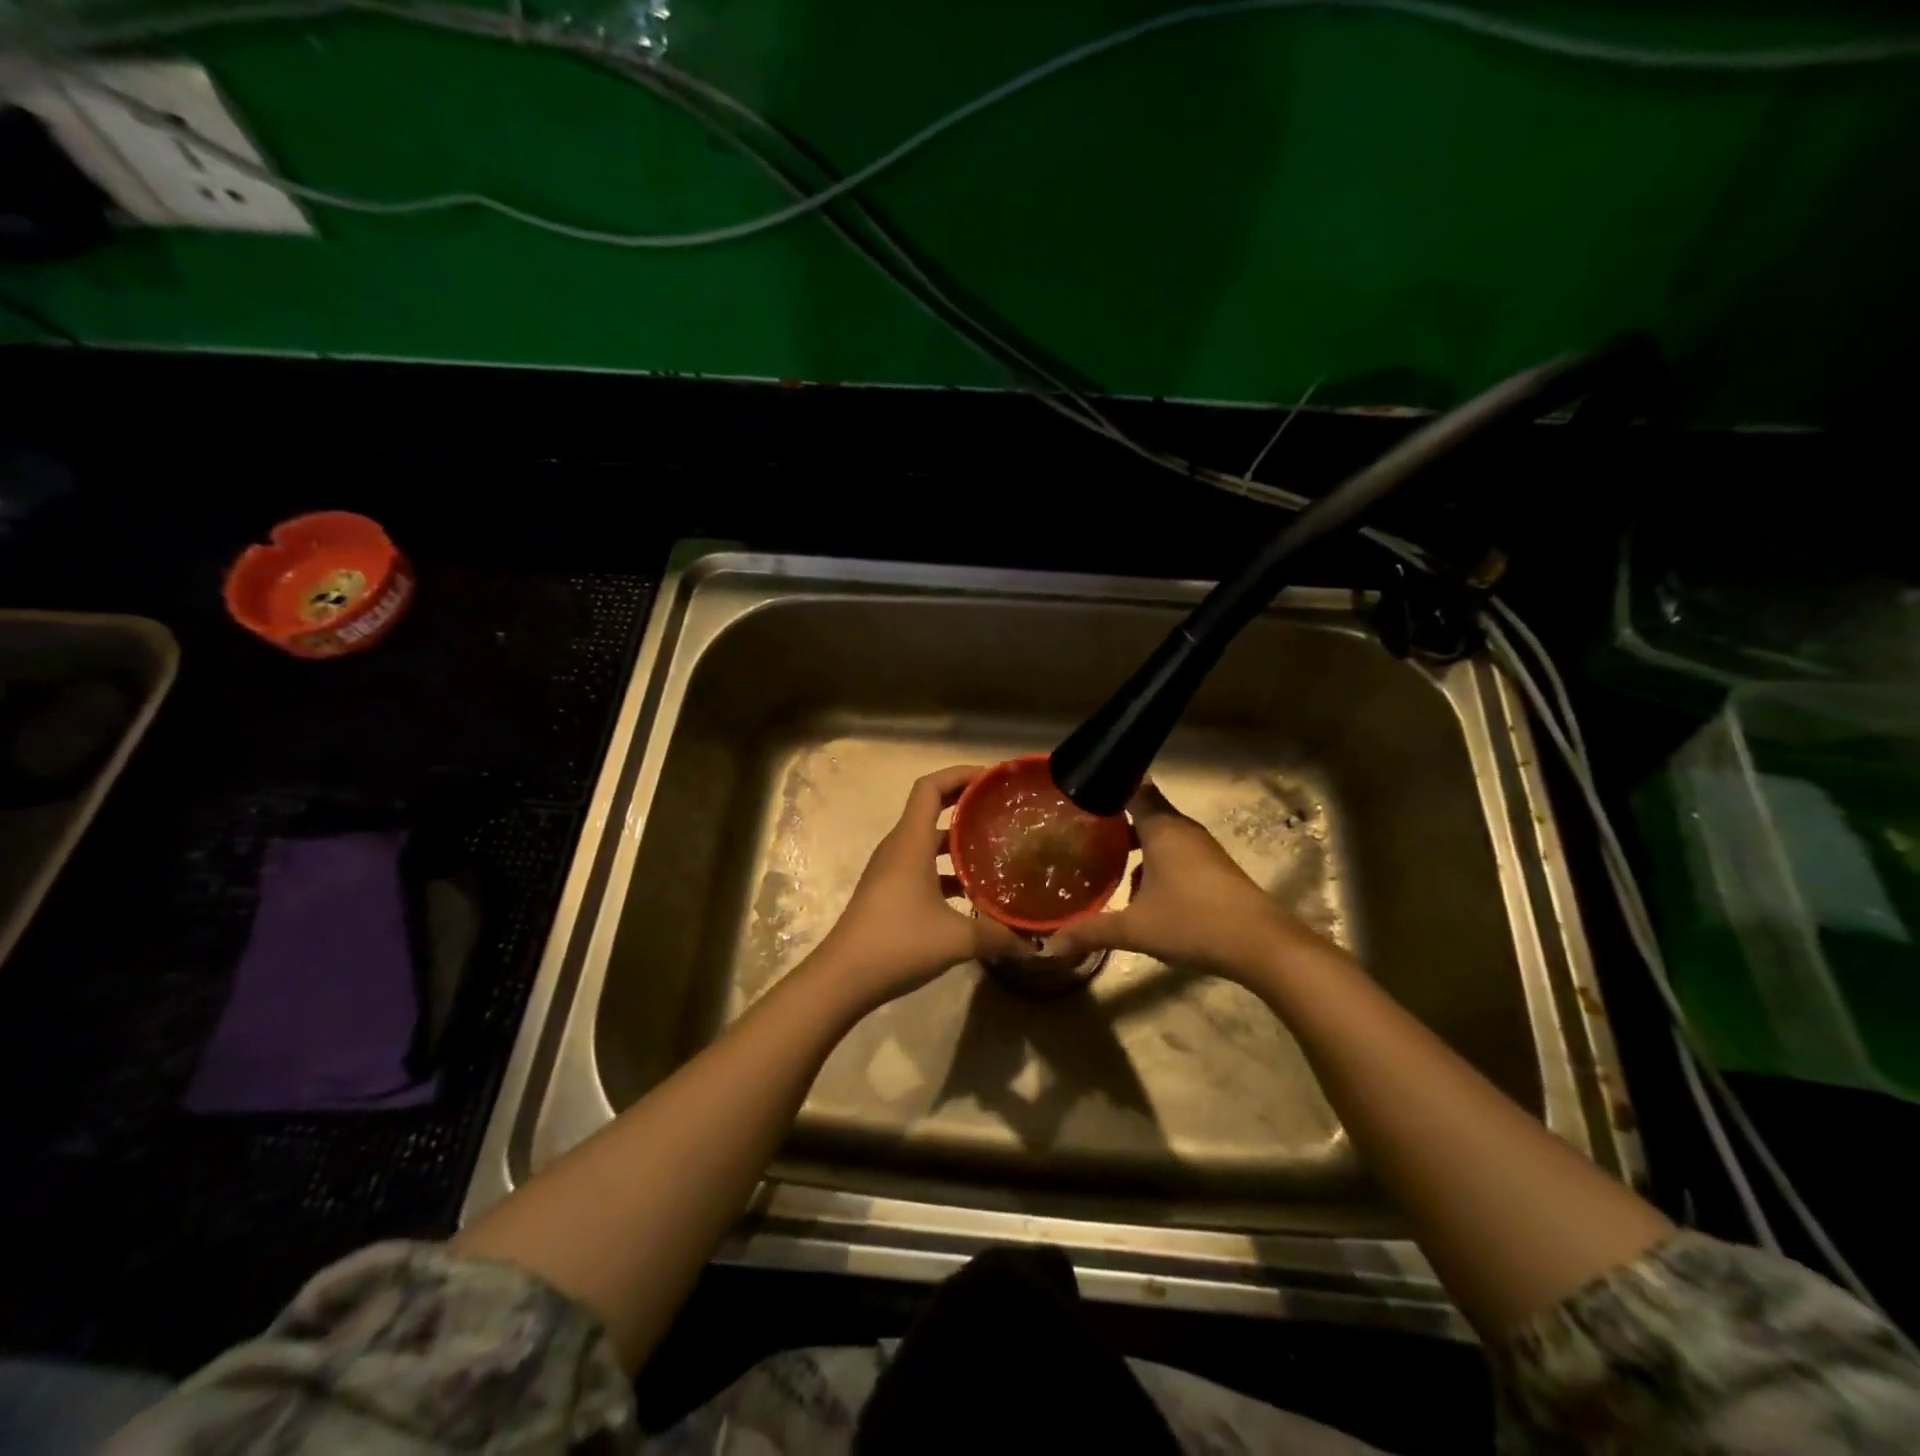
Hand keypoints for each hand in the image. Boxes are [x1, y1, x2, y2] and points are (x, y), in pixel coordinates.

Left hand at [811, 765, 1028, 1008]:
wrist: (842, 978)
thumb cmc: (897, 943)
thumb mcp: (956, 939)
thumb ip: (998, 936)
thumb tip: (1034, 944)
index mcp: (911, 842)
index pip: (931, 787)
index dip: (960, 774)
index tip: (993, 779)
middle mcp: (899, 847)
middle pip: (931, 808)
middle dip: (966, 804)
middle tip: (1002, 810)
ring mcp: (890, 870)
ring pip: (927, 841)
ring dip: (958, 840)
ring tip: (995, 849)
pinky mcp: (888, 892)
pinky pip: (922, 866)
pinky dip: (946, 870)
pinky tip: (972, 894)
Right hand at [1044, 782, 1317, 980]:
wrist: (1261, 945)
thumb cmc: (1193, 922)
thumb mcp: (1135, 929)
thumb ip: (1091, 932)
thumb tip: (1051, 945)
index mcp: (1162, 828)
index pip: (1133, 788)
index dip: (1107, 787)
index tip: (1080, 793)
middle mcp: (1182, 830)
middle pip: (1146, 810)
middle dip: (1115, 819)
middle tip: (1082, 829)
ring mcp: (1202, 849)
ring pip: (1161, 835)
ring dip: (1136, 844)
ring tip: (1105, 860)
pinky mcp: (1214, 869)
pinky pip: (1176, 853)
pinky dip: (1155, 861)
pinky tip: (1140, 891)